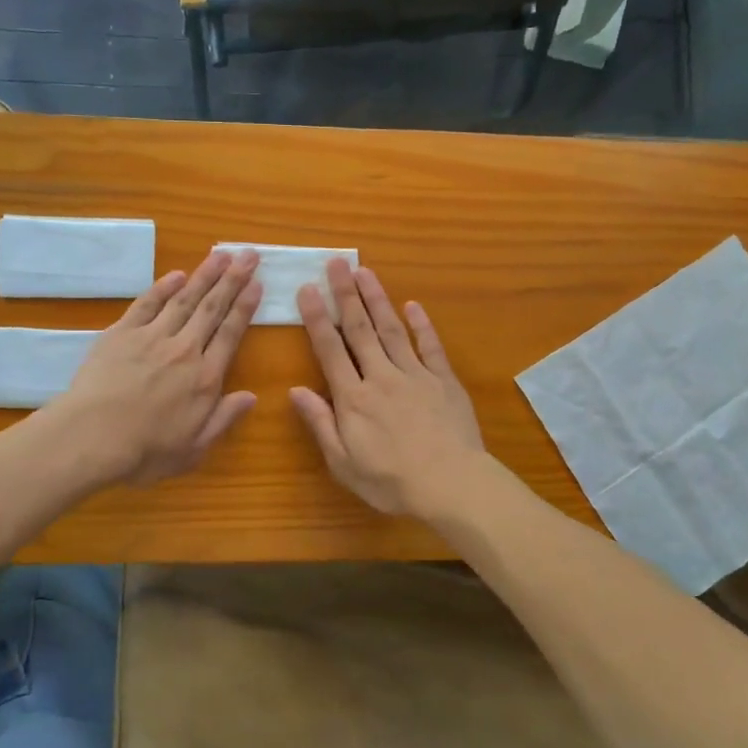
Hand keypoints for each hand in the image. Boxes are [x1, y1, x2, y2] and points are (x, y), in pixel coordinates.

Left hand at [50, 249, 261, 486]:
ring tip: (221, 254)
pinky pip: (146, 304)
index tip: (257, 283)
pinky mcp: (121, 334)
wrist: (90, 438)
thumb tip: (251, 396)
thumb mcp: (194, 449)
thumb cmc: (144, 452)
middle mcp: (184, 350)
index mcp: (205, 379)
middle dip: (233, 279)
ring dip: (204, 275)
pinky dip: (163, 287)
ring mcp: (151, 338)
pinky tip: (176, 275)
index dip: (245, 307)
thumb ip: (223, 419)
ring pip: (184, 299)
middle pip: (212, 308)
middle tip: (248, 254)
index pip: (230, 334)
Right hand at [291, 260, 486, 516]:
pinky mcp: (443, 380)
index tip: (307, 289)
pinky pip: (430, 346)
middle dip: (345, 294)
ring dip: (377, 299)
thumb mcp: (343, 463)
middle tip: (336, 263)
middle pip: (360, 329)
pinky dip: (422, 324)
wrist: (451, 484)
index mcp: (353, 398)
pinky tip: (413, 305)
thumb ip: (320, 424)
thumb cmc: (391, 481)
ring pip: (391, 329)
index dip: (317, 318)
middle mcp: (381, 377)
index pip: (330, 349)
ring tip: (365, 271)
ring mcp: (415, 375)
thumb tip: (296, 390)